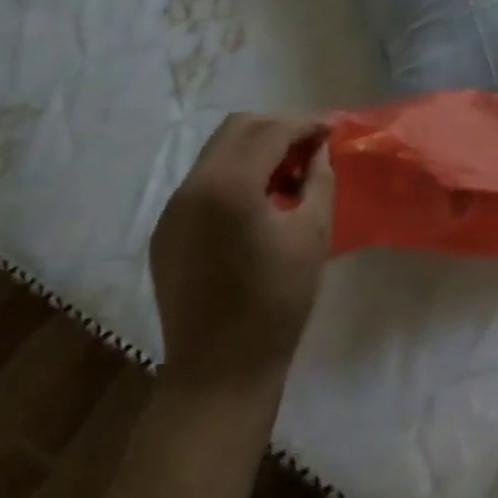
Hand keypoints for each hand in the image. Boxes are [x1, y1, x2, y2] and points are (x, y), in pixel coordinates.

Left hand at [149, 113, 333, 390]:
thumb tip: (318, 150)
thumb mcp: (312, 233)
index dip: (305, 124)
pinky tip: (257, 206)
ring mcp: (173, 209)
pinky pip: (203, 183)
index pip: (270, 131)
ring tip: (287, 178)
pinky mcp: (165, 232)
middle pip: (237, 129)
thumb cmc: (276, 302)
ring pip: (217, 153)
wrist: (219, 373)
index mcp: (229, 186)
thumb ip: (319, 178)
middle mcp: (193, 187)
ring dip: (255, 151)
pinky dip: (234, 177)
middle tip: (309, 150)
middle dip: (277, 130)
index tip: (332, 130)